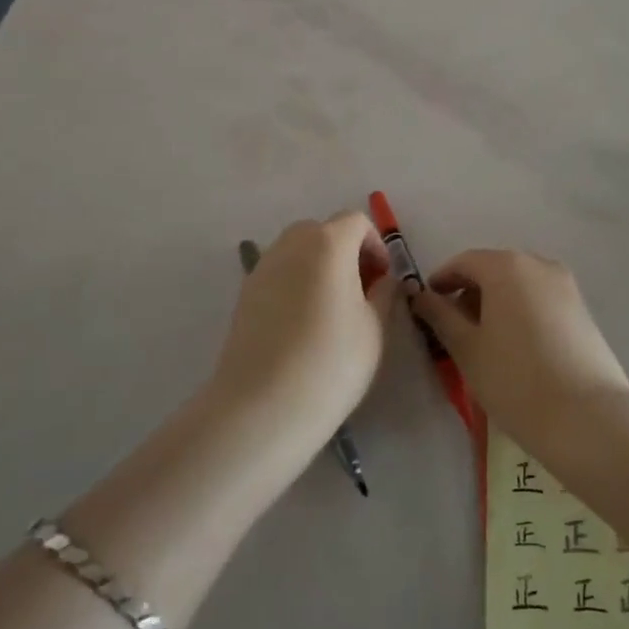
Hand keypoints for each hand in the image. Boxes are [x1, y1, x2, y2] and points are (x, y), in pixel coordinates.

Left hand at [212, 213, 395, 446]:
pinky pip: (279, 274)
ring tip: (333, 310)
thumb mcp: (375, 328)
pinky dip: (296, 284)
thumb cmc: (331, 362)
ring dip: (320, 267)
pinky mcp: (244, 295)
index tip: (383, 280)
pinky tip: (304, 325)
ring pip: (298, 251)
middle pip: (323, 231)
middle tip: (361, 291)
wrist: (262, 406)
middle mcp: (291, 245)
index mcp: (328, 243)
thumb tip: (383, 280)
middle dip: (346, 252)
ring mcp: (262, 268)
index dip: (375, 245)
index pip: (356, 222)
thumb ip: (384, 294)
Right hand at [409, 250, 628, 456]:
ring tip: (485, 341)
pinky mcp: (582, 309)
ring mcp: (566, 286)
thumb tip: (421, 296)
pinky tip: (516, 347)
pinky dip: (521, 312)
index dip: (442, 281)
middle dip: (470, 292)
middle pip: (494, 269)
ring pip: (519, 284)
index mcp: (506, 266)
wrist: (587, 417)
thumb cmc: (515, 379)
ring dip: (496, 303)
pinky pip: (541, 299)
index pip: (464, 262)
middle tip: (453, 328)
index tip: (427, 306)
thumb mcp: (467, 349)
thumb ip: (440, 316)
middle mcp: (539, 264)